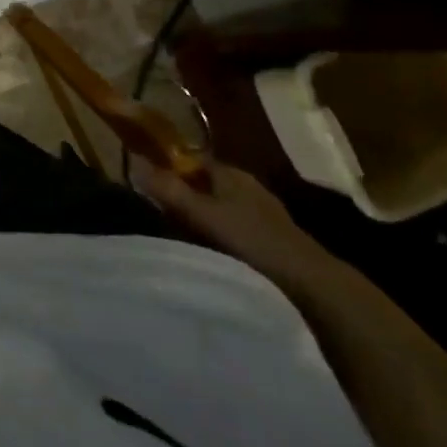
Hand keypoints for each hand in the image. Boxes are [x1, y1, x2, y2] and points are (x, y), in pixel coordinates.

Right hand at [132, 155, 337, 294]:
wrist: (313, 286)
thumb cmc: (253, 241)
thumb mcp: (204, 215)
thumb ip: (169, 191)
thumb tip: (132, 162)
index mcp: (231, 173)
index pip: (192, 159)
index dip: (170, 167)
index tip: (148, 182)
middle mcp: (247, 187)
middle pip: (206, 184)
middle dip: (185, 194)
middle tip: (159, 214)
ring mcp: (264, 215)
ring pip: (222, 207)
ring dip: (204, 218)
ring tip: (181, 237)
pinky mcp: (274, 242)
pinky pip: (236, 230)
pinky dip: (221, 237)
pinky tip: (211, 254)